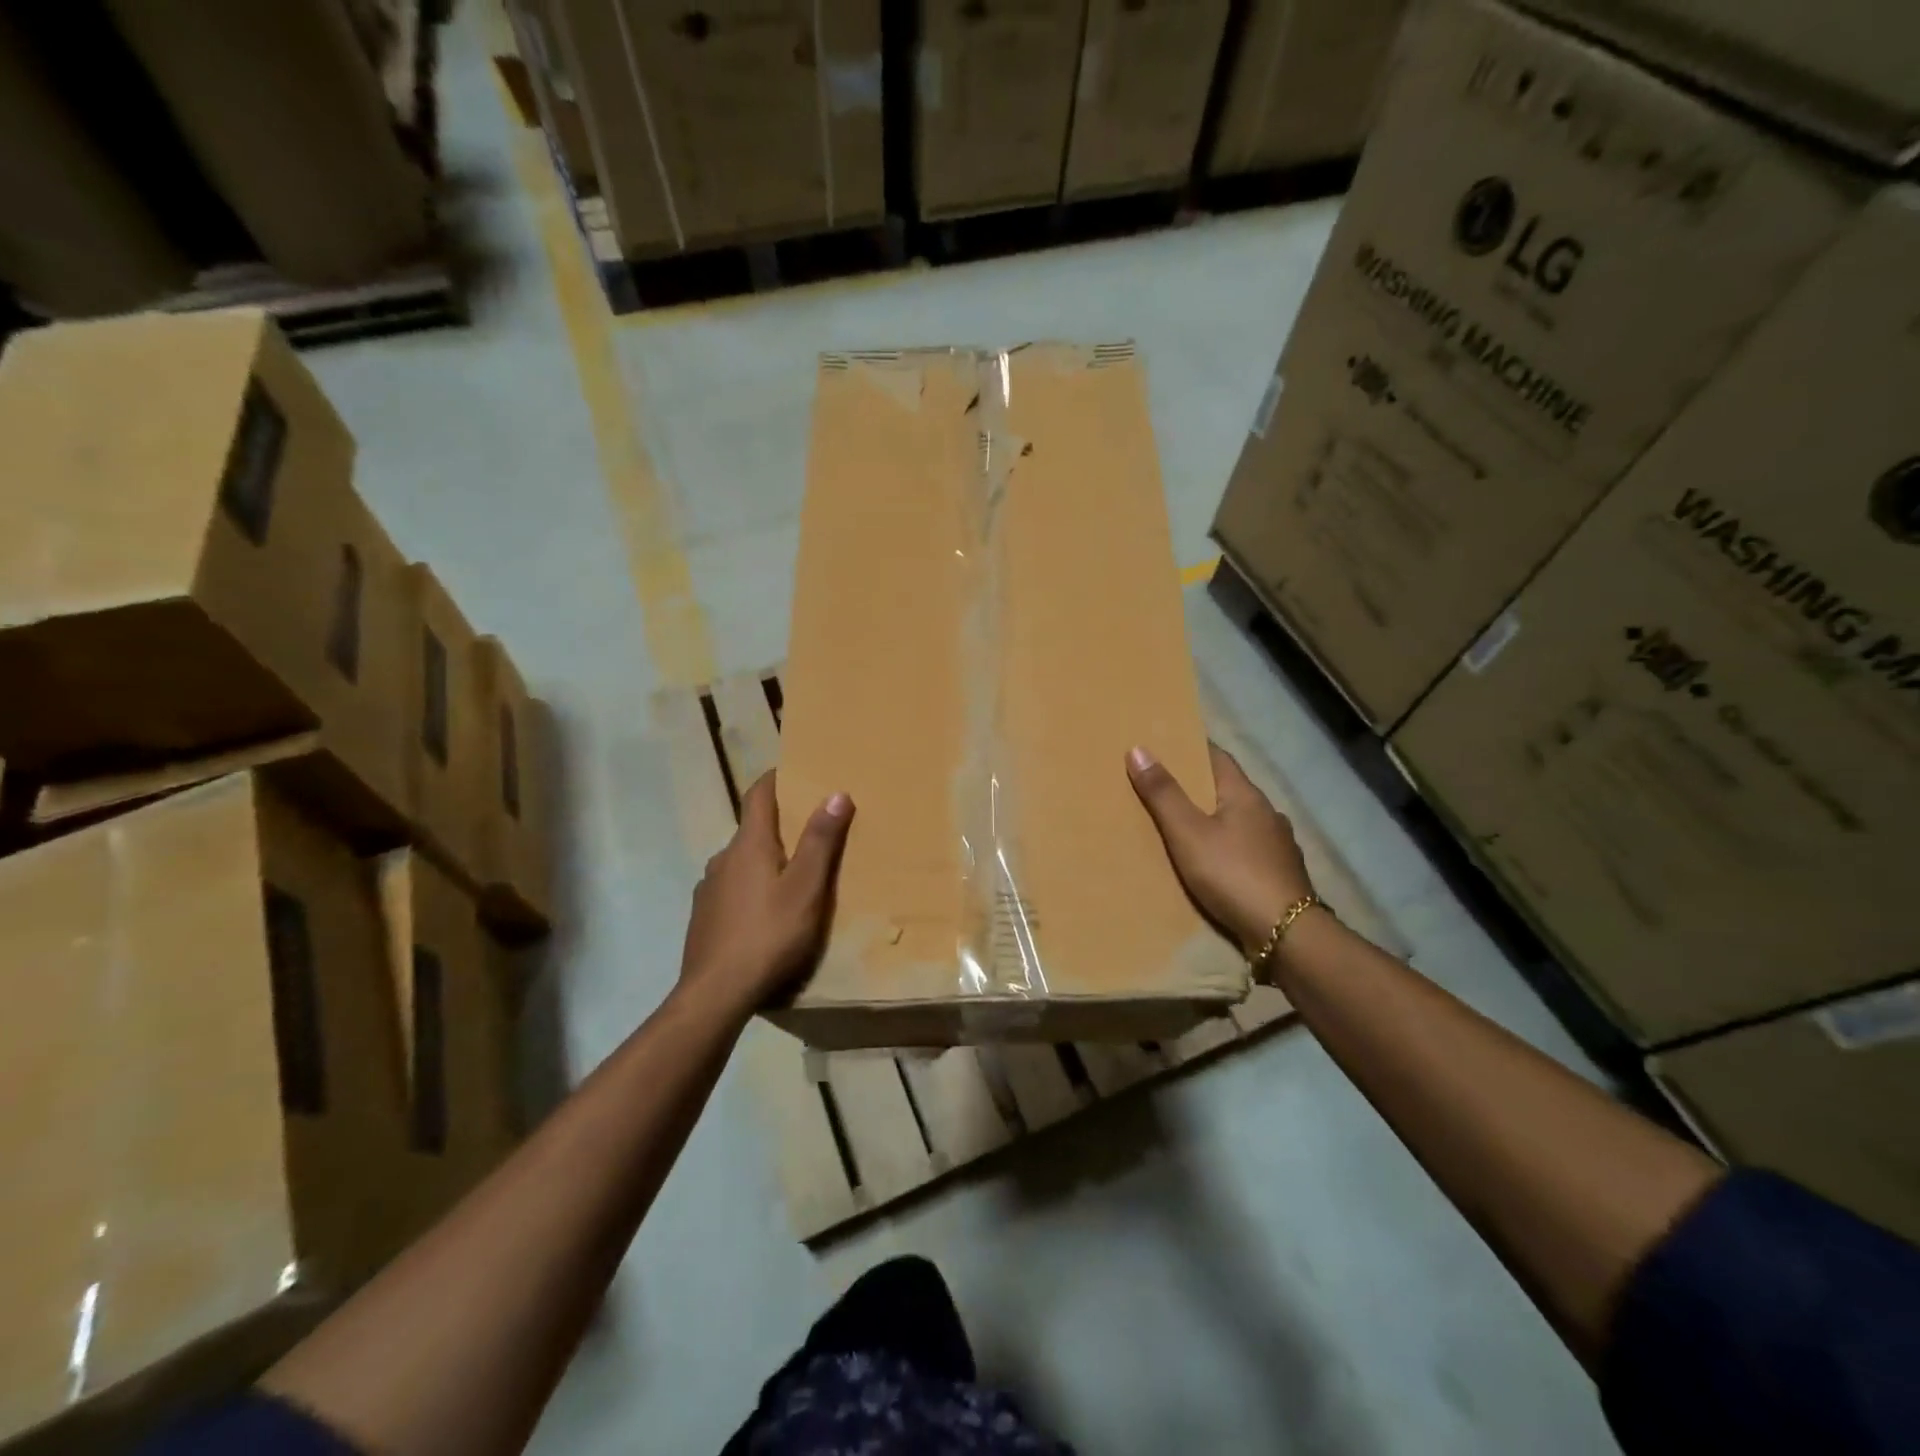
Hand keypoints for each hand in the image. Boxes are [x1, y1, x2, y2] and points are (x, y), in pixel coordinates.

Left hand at [678, 773, 853, 1016]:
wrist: (715, 993)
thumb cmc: (768, 934)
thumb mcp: (806, 887)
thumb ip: (820, 840)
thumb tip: (836, 793)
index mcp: (749, 844)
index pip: (758, 794)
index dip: (775, 778)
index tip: (794, 770)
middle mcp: (723, 858)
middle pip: (752, 829)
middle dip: (779, 824)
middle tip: (809, 830)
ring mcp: (708, 888)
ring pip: (741, 862)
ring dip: (764, 859)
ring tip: (791, 876)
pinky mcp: (703, 917)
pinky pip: (731, 889)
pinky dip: (750, 887)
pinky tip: (765, 913)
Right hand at [1127, 743, 1315, 958]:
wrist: (1286, 933)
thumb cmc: (1233, 874)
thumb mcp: (1188, 833)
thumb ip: (1163, 794)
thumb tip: (1138, 749)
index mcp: (1246, 795)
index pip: (1218, 757)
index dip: (1192, 749)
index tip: (1166, 745)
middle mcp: (1267, 813)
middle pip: (1228, 788)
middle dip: (1198, 786)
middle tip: (1164, 787)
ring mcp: (1278, 844)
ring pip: (1239, 820)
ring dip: (1215, 819)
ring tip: (1185, 827)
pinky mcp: (1280, 873)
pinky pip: (1247, 848)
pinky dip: (1228, 846)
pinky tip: (1215, 862)